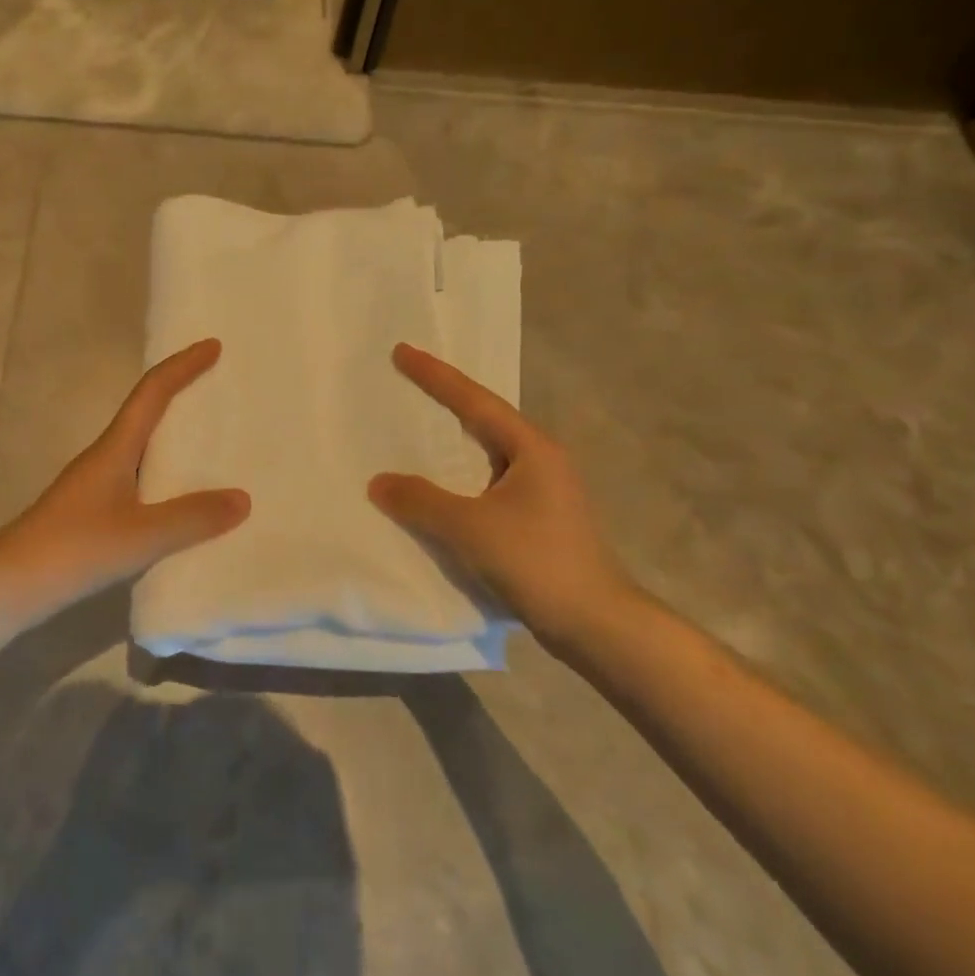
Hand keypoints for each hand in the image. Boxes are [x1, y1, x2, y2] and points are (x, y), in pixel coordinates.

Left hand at [0, 338, 249, 612]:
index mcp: (115, 448)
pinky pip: (140, 480)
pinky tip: (184, 502)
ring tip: (214, 445)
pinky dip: (167, 478)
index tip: (213, 346)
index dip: (182, 366)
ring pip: (143, 449)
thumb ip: (192, 518)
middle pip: (147, 413)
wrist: (11, 585)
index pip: (152, 392)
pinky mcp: (94, 513)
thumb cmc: (75, 548)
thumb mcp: (141, 535)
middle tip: (221, 391)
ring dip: (175, 440)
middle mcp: (105, 458)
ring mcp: (96, 486)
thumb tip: (243, 499)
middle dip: (182, 396)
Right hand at [369, 343, 641, 650]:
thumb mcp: (470, 528)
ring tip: (417, 430)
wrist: (595, 624)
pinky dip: (459, 479)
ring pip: (486, 455)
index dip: (435, 376)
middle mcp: (540, 461)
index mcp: (531, 449)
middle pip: (484, 420)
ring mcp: (542, 492)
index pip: (475, 401)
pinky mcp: (537, 521)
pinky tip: (439, 490)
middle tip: (407, 381)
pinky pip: (487, 485)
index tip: (402, 351)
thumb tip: (379, 482)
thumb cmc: (537, 562)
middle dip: (445, 401)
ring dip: (453, 442)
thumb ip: (420, 501)